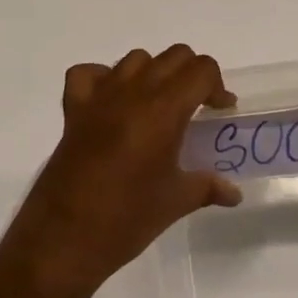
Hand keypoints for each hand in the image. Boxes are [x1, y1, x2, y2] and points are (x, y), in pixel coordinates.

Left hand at [0, 45, 241, 297]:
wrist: (63, 241)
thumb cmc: (126, 220)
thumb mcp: (175, 203)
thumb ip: (208, 186)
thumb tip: (234, 192)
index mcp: (164, 110)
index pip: (201, 70)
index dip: (217, 86)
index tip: (220, 111)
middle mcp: (133, 92)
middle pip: (174, 56)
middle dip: (192, 75)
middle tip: (196, 107)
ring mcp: (99, 97)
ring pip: (136, 59)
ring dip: (153, 73)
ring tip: (157, 106)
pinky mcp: (73, 110)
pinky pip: (88, 74)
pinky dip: (103, 78)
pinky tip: (112, 102)